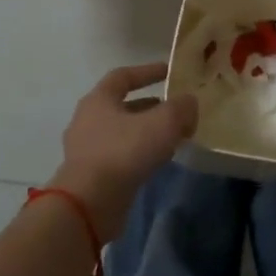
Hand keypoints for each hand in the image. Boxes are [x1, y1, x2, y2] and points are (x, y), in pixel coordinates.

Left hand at [49, 63, 198, 242]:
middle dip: (151, 106)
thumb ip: (181, 108)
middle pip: (123, 106)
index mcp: (99, 99)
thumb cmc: (124, 151)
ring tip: (173, 138)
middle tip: (176, 111)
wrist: (89, 204)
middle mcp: (88, 120)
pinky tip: (157, 162)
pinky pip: (119, 156)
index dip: (147, 71)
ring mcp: (86, 150)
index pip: (123, 76)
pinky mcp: (90, 176)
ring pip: (122, 133)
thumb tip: (189, 103)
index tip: (169, 72)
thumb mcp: (163, 123)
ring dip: (146, 132)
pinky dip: (139, 154)